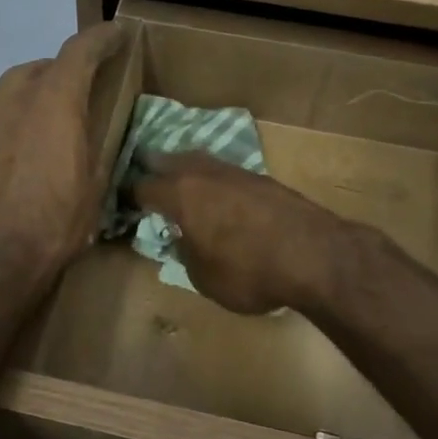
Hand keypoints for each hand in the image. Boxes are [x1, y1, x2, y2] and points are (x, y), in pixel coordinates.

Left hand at [0, 23, 126, 282]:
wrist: (2, 253)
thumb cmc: (59, 220)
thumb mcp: (96, 183)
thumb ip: (99, 143)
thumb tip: (101, 132)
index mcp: (55, 101)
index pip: (79, 50)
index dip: (102, 37)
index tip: (120, 33)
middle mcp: (19, 99)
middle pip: (44, 64)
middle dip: (68, 66)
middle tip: (90, 82)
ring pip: (19, 86)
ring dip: (42, 88)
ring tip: (62, 111)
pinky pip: (6, 113)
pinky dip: (25, 114)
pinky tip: (36, 141)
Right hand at [132, 153, 347, 313]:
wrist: (316, 256)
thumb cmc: (249, 272)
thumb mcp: (203, 277)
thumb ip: (186, 254)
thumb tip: (182, 239)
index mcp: (180, 195)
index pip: (142, 187)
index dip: (128, 195)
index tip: (121, 202)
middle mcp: (204, 174)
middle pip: (169, 161)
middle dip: (154, 169)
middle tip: (144, 177)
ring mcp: (237, 172)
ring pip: (201, 162)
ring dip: (186, 170)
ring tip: (180, 182)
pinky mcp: (265, 180)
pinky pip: (227, 174)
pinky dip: (215, 181)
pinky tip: (218, 194)